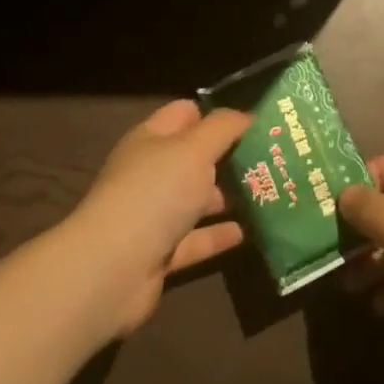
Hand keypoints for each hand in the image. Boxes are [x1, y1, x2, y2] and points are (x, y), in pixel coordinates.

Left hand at [68, 100, 252, 337]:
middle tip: (271, 158)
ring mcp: (154, 215)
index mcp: (152, 139)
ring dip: (229, 197)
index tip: (254, 121)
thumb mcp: (195, 149)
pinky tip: (250, 232)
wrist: (111, 270)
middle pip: (195, 158)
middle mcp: (152, 173)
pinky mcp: (160, 253)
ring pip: (198, 199)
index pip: (186, 113)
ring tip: (269, 192)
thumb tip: (248, 116)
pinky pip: (196, 239)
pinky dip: (219, 236)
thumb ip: (224, 128)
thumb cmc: (155, 193)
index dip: (217, 114)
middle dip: (230, 157)